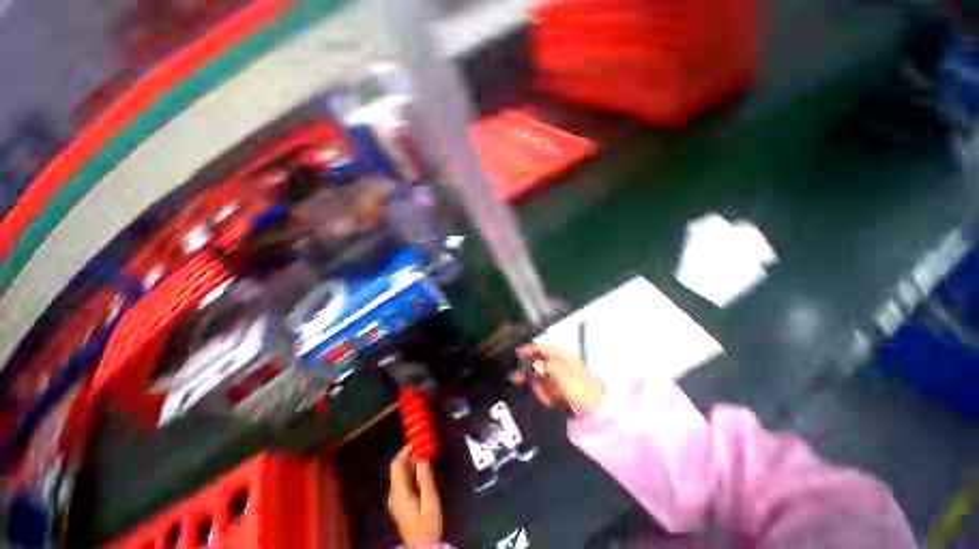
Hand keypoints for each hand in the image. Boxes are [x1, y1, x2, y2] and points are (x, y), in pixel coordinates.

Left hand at [388, 445, 442, 545]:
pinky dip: (412, 472)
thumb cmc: (427, 524)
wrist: (422, 547)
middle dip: (410, 455)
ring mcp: (396, 500)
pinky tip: (423, 471)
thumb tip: (422, 456)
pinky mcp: (401, 504)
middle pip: (398, 468)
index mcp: (399, 493)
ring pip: (401, 475)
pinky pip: (404, 482)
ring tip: (427, 456)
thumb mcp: (430, 499)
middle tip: (425, 446)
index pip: (396, 465)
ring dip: (412, 463)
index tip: (418, 441)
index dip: (405, 450)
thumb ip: (425, 477)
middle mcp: (394, 494)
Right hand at [515, 343, 606, 415]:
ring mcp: (562, 377)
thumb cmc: (578, 387)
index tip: (517, 353)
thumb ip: (544, 365)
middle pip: (539, 363)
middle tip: (517, 379)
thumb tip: (533, 362)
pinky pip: (549, 390)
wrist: (597, 409)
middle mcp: (561, 364)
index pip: (542, 347)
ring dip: (541, 388)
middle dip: (531, 373)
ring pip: (542, 379)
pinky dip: (548, 395)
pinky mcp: (563, 390)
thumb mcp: (559, 372)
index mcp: (562, 355)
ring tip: (550, 398)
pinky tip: (554, 402)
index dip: (529, 349)